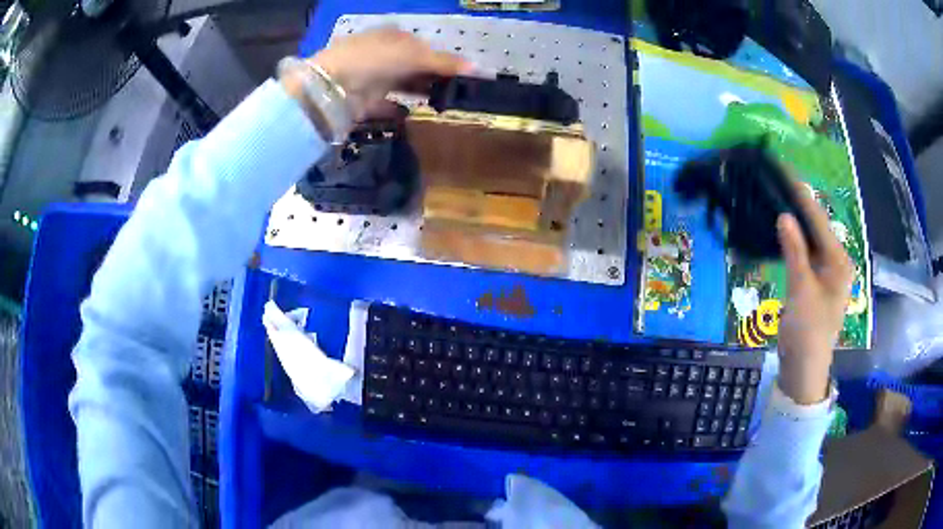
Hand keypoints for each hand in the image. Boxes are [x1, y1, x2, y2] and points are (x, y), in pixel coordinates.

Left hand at [311, 27, 473, 120]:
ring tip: (440, 102)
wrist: (331, 87)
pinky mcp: (362, 100)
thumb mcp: (413, 56)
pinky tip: (410, 115)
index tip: (457, 73)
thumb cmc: (374, 60)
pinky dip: (397, 109)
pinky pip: (384, 103)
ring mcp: (369, 77)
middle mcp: (380, 54)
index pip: (421, 46)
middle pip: (411, 65)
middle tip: (453, 91)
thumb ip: (443, 62)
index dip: (439, 58)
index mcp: (391, 37)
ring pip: (400, 84)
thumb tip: (476, 66)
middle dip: (431, 76)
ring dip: (418, 91)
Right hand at [776, 181, 853, 404]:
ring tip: (775, 197)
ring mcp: (826, 272)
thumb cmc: (808, 332)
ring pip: (809, 239)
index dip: (802, 195)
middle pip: (816, 226)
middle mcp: (836, 261)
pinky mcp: (815, 282)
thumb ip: (795, 252)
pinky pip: (804, 254)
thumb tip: (784, 215)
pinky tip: (780, 230)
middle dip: (797, 204)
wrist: (803, 369)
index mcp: (839, 261)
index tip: (785, 171)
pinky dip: (792, 241)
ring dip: (793, 222)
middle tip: (775, 181)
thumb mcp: (802, 291)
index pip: (819, 220)